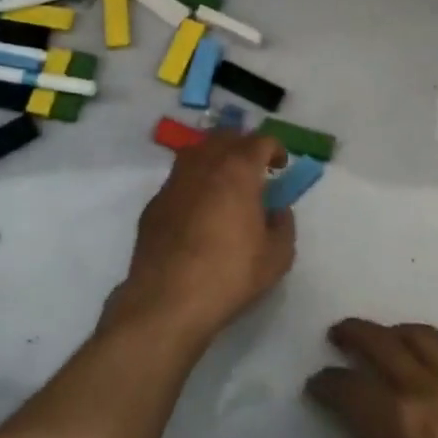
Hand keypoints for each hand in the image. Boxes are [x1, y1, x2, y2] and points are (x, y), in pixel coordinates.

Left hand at [113, 130, 295, 347]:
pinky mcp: (154, 203)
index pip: (260, 141)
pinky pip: (179, 180)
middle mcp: (203, 165)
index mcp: (237, 170)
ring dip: (215, 160)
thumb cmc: (230, 274)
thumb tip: (278, 210)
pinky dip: (194, 184)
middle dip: (243, 147)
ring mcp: (174, 182)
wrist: (168, 299)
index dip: (275, 149)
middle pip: (225, 138)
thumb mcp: (276, 257)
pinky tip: (198, 211)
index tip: (280, 167)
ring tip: (225, 184)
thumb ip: (284, 225)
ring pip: (197, 154)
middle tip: (254, 169)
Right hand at [307, 319, 437, 437]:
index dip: (326, 384)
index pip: (350, 389)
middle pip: (381, 342)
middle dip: (352, 334)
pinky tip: (436, 368)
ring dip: (394, 332)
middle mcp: (427, 387)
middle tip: (336, 335)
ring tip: (383, 340)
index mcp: (402, 421)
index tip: (314, 384)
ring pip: (420, 335)